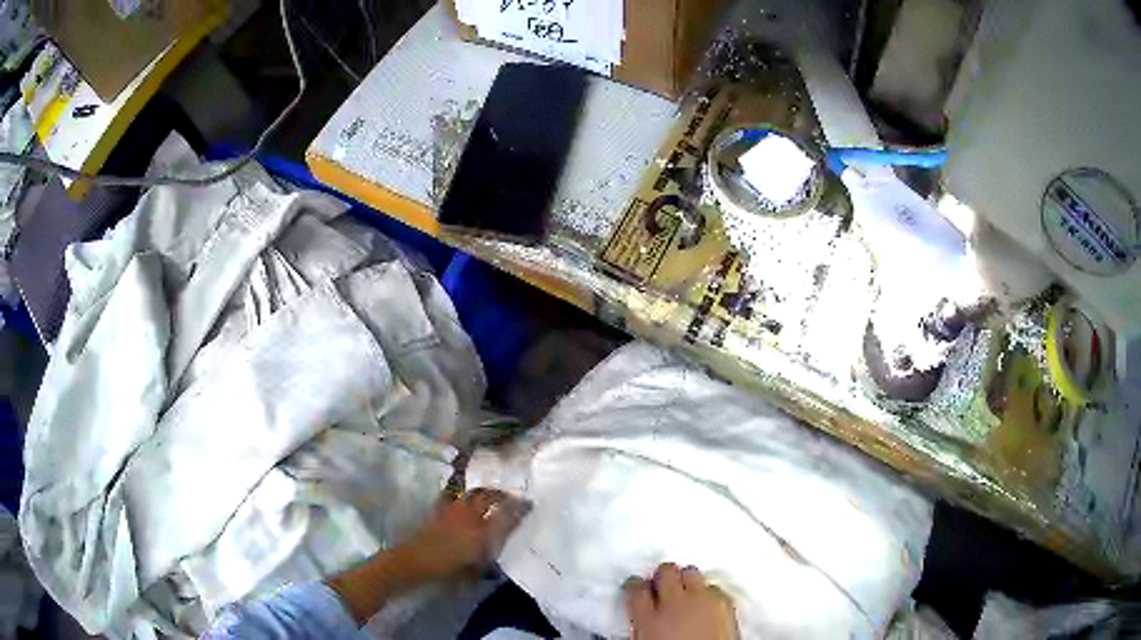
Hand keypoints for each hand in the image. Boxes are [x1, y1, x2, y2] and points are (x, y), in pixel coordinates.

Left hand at [403, 488, 529, 580]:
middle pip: (489, 496)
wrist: (418, 560)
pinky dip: (460, 495)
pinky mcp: (439, 509)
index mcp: (484, 530)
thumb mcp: (476, 570)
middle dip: (501, 495)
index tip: (529, 504)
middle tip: (509, 498)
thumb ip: (490, 562)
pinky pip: (452, 495)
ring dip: (483, 492)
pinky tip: (461, 498)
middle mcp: (471, 515)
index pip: (507, 513)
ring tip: (489, 495)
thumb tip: (498, 560)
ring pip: (472, 493)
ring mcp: (454, 509)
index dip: (520, 507)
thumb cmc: (449, 569)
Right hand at [625, 563, 738, 639]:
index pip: (635, 589)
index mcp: (648, 620)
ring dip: (686, 580)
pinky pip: (714, 587)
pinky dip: (709, 592)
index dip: (635, 585)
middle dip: (663, 576)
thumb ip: (639, 628)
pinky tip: (706, 602)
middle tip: (661, 583)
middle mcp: (674, 605)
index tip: (636, 586)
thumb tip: (636, 623)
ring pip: (691, 573)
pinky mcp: (724, 603)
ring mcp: (702, 601)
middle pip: (665, 572)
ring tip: (685, 590)